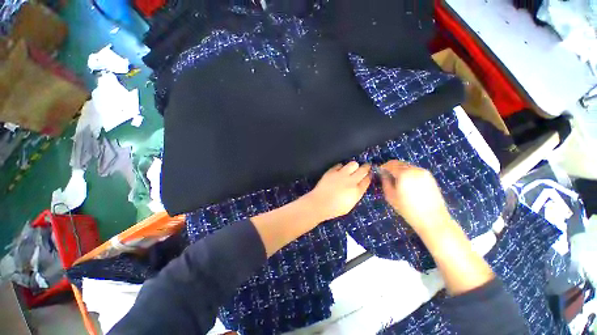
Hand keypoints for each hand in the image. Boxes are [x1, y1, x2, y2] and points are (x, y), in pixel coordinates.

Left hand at [306, 162, 371, 221]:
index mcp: (357, 191)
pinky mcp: (332, 171)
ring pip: (353, 164)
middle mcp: (351, 181)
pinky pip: (340, 165)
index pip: (367, 180)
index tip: (370, 174)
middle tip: (367, 166)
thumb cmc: (335, 208)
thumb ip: (356, 194)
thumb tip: (358, 187)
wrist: (320, 203)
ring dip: (354, 166)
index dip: (369, 176)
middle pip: (363, 170)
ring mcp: (341, 174)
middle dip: (366, 167)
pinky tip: (340, 170)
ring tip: (352, 168)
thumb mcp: (350, 205)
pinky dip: (341, 167)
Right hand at [380, 160, 451, 231]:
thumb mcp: (390, 196)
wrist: (433, 219)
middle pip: (399, 163)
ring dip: (400, 170)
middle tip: (386, 176)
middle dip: (391, 168)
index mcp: (404, 173)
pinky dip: (408, 173)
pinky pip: (415, 171)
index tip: (379, 172)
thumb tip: (383, 174)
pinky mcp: (430, 177)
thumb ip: (385, 182)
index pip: (390, 164)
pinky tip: (407, 184)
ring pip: (407, 166)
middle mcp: (415, 169)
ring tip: (397, 181)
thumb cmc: (408, 209)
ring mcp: (424, 172)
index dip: (383, 167)